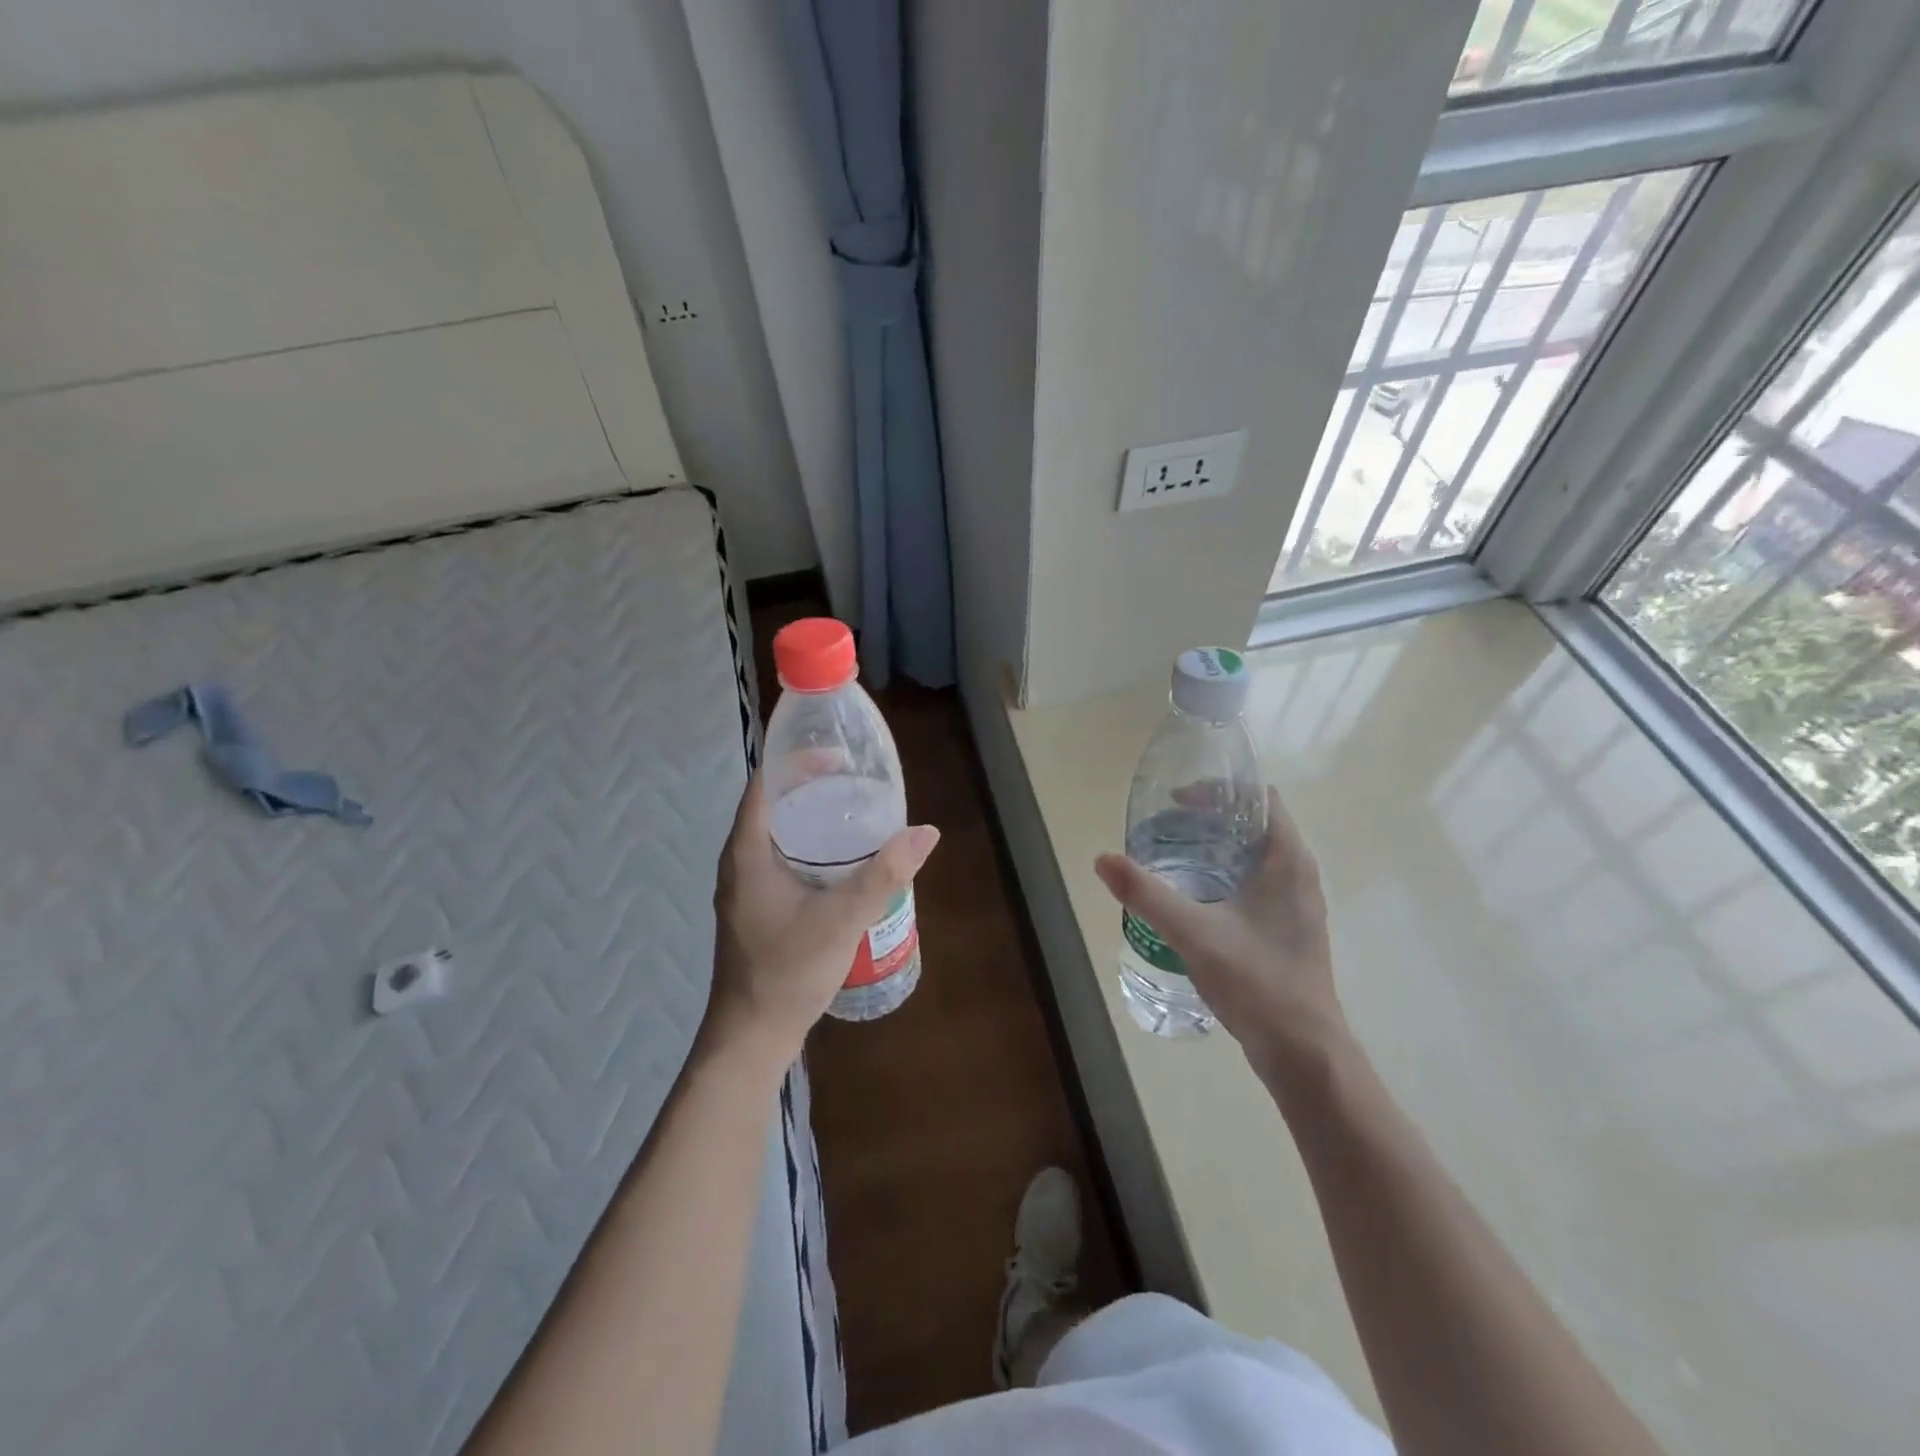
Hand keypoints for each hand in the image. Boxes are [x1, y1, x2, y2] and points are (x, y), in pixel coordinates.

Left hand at [707, 775, 938, 1064]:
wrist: (751, 1037)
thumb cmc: (787, 972)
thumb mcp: (842, 918)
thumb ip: (884, 874)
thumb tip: (926, 832)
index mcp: (748, 852)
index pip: (766, 784)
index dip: (797, 761)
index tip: (838, 755)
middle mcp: (740, 863)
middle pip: (775, 806)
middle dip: (813, 787)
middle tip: (858, 781)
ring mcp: (747, 888)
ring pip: (779, 836)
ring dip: (813, 819)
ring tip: (856, 813)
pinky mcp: (758, 909)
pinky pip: (783, 860)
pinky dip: (811, 848)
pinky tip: (843, 862)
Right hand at [1094, 786, 1345, 1074]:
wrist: (1303, 1052)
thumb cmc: (1256, 981)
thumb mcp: (1193, 932)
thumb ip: (1146, 894)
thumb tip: (1103, 859)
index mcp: (1288, 861)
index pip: (1259, 799)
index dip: (1220, 791)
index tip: (1178, 802)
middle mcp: (1300, 875)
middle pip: (1255, 825)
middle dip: (1211, 820)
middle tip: (1166, 828)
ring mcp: (1298, 905)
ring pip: (1257, 857)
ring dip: (1218, 849)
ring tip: (1174, 858)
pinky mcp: (1290, 930)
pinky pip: (1258, 884)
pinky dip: (1227, 876)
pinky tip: (1195, 899)